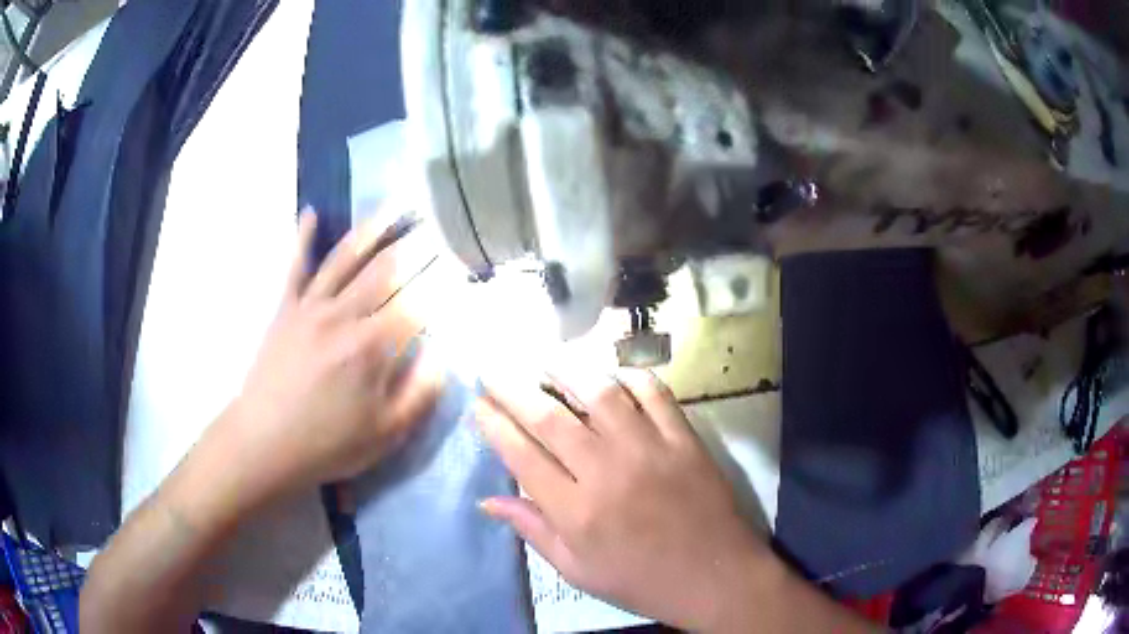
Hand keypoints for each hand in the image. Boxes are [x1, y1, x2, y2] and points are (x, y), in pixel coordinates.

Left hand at [219, 210, 444, 504]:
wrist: (265, 443)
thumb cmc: (328, 444)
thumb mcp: (386, 435)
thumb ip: (419, 394)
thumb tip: (442, 356)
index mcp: (372, 347)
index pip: (417, 304)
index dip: (443, 283)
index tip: (463, 264)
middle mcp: (344, 315)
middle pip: (387, 271)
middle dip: (417, 246)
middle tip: (439, 222)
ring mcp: (311, 307)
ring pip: (346, 258)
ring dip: (373, 229)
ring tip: (395, 204)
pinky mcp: (285, 309)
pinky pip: (295, 267)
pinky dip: (302, 238)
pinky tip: (310, 213)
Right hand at [475, 369, 773, 631]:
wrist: (714, 575)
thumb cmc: (640, 580)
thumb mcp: (577, 570)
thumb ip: (533, 530)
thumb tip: (488, 500)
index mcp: (576, 512)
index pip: (522, 456)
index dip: (494, 425)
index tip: (477, 404)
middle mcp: (607, 472)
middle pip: (550, 417)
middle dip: (513, 388)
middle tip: (493, 369)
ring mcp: (649, 449)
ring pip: (599, 393)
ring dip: (566, 369)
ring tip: (543, 357)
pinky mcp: (683, 438)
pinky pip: (654, 393)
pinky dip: (629, 376)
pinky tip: (611, 374)